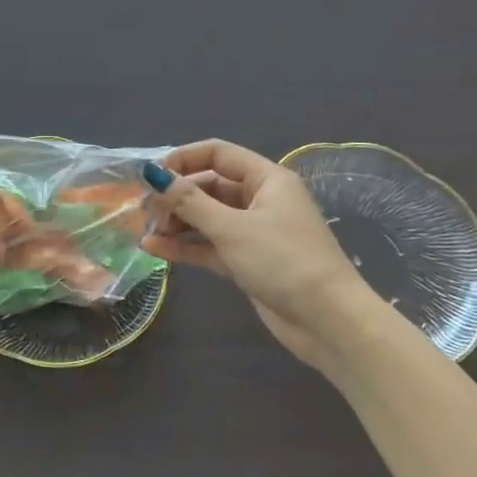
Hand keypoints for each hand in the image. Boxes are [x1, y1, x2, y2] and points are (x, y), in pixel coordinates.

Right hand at [140, 140, 373, 372]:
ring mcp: (253, 232)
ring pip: (207, 218)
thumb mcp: (232, 228)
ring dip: (177, 223)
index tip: (152, 176)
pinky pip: (209, 246)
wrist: (329, 323)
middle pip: (208, 186)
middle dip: (176, 197)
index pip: (217, 154)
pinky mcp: (247, 262)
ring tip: (147, 232)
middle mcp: (259, 200)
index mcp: (266, 179)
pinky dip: (185, 246)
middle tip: (146, 212)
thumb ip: (189, 201)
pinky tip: (154, 249)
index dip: (183, 160)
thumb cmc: (284, 261)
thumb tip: (152, 173)